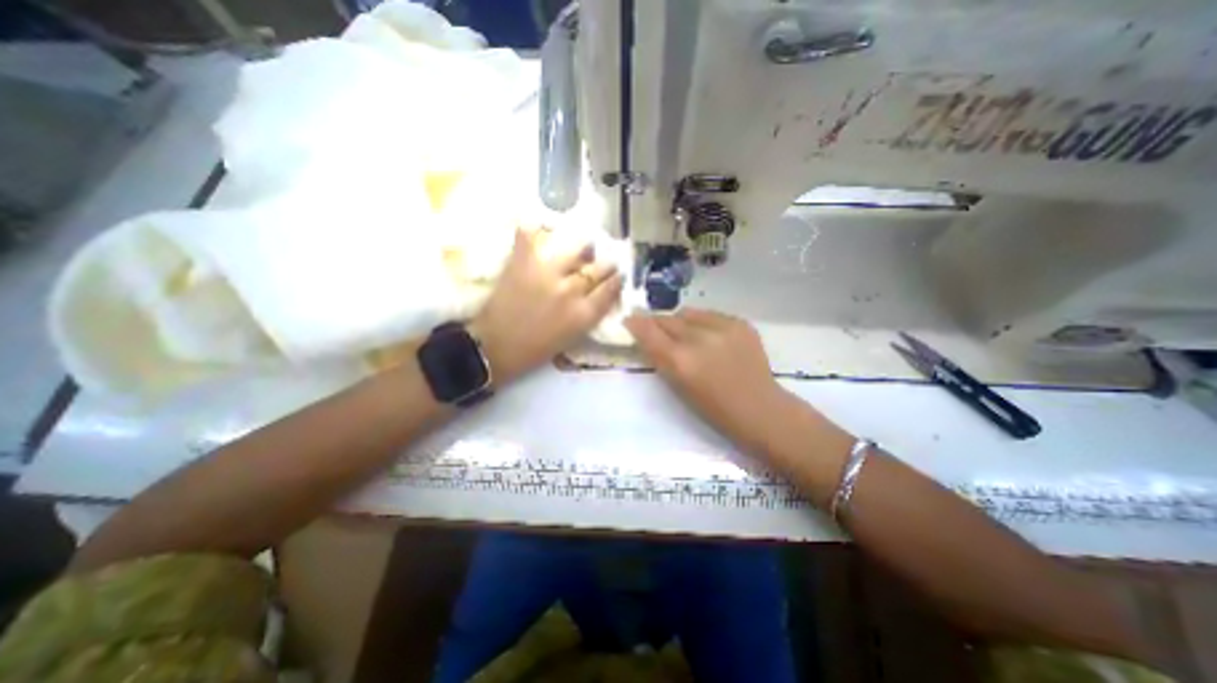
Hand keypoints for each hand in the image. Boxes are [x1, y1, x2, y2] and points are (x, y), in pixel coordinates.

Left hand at [469, 228, 621, 381]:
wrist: (496, 346)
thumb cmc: (537, 348)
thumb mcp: (573, 336)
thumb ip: (590, 313)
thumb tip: (599, 291)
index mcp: (584, 313)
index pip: (611, 287)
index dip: (616, 278)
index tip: (617, 274)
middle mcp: (571, 290)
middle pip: (599, 267)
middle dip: (606, 263)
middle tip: (604, 260)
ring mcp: (547, 273)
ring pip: (577, 247)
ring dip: (583, 246)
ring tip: (581, 244)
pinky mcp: (523, 262)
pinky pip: (531, 234)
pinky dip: (534, 227)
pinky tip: (539, 224)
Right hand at [621, 313, 793, 449]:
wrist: (759, 408)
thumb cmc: (714, 409)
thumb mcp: (678, 386)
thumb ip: (660, 357)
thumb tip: (644, 334)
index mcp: (680, 361)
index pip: (648, 330)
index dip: (635, 323)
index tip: (629, 320)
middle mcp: (699, 339)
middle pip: (667, 318)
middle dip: (657, 323)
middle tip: (657, 330)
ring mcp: (723, 327)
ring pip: (687, 312)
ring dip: (680, 322)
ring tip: (687, 335)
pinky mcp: (740, 322)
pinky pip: (710, 314)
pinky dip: (703, 323)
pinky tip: (710, 337)